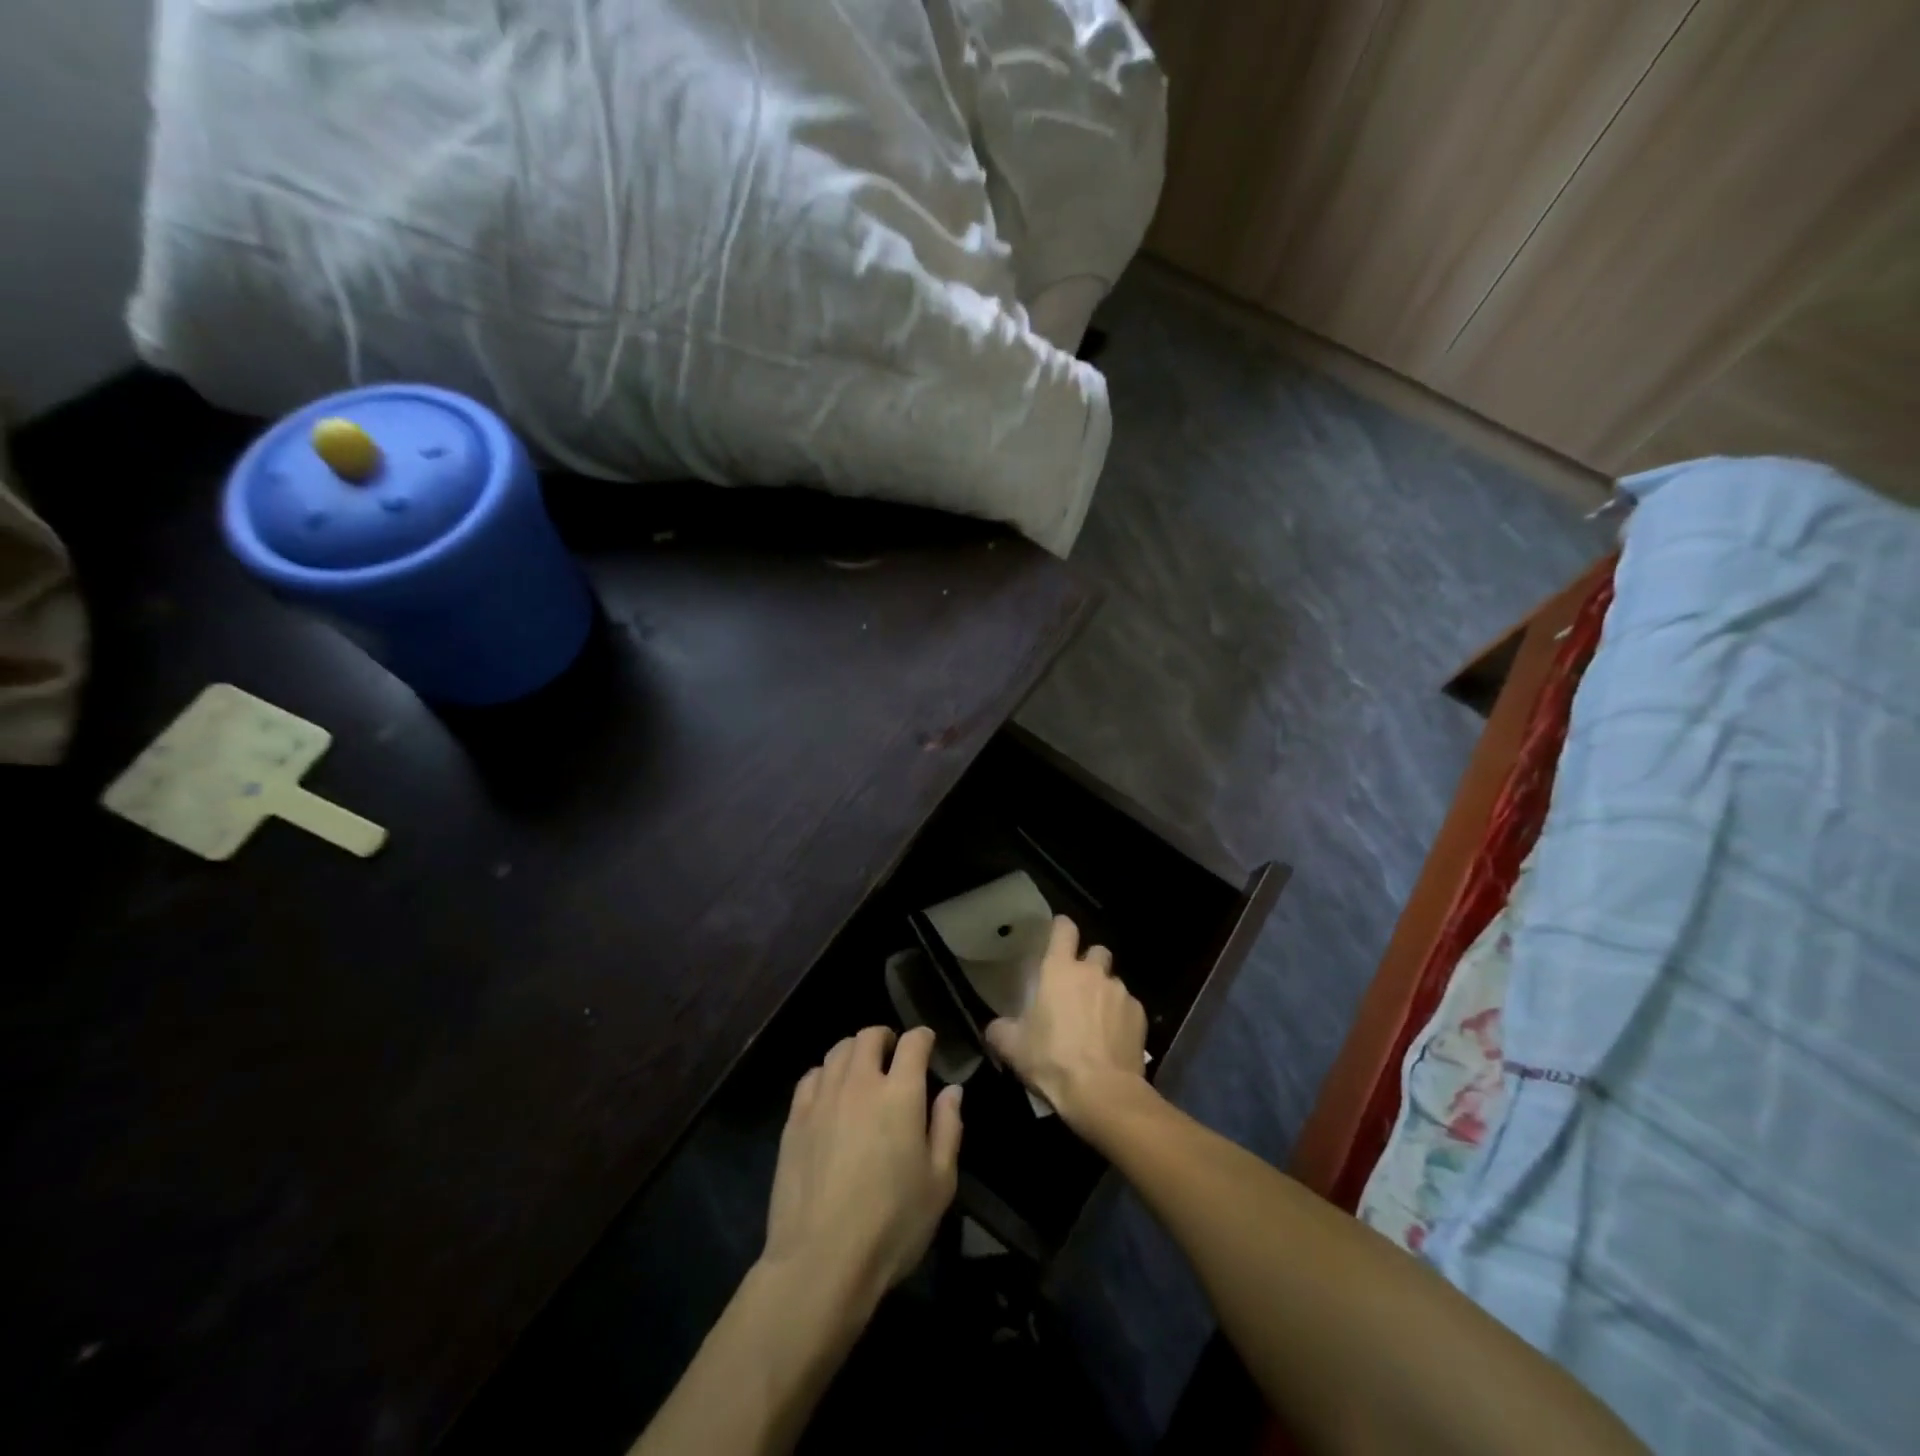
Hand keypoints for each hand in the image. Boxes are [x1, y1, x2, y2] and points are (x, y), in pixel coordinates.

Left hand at [763, 1025, 962, 1305]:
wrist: (820, 1261)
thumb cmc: (892, 1224)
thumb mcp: (940, 1183)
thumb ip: (948, 1128)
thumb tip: (952, 1091)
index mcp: (900, 1093)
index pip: (913, 1043)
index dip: (923, 1037)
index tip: (927, 1044)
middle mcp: (860, 1083)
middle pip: (869, 1036)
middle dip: (885, 1037)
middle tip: (893, 1054)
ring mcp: (823, 1098)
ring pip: (838, 1050)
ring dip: (854, 1051)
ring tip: (861, 1070)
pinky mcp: (794, 1119)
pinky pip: (811, 1076)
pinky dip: (825, 1073)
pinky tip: (830, 1093)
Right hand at [986, 915, 1147, 1130]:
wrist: (1102, 1093)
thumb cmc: (1052, 1060)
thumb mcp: (1013, 1048)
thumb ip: (1000, 1030)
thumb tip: (995, 1028)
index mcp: (1059, 970)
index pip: (1064, 929)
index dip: (1061, 927)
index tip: (1057, 934)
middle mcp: (1093, 972)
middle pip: (1096, 951)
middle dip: (1088, 963)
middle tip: (1077, 987)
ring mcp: (1120, 992)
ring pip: (1113, 981)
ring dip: (1104, 993)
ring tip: (1096, 1021)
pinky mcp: (1140, 1015)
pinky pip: (1129, 1007)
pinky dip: (1121, 1017)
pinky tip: (1113, 1040)